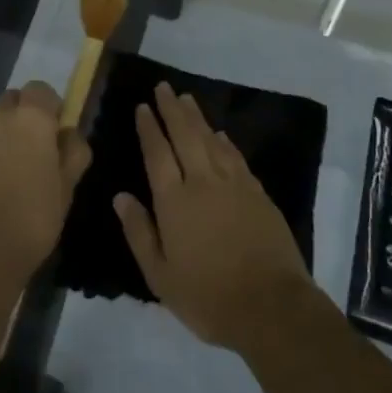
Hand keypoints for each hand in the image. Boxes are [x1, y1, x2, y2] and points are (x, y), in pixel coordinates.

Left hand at [0, 82, 91, 287]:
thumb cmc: (35, 215)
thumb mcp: (68, 185)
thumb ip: (74, 151)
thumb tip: (69, 134)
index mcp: (31, 117)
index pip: (41, 90)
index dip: (51, 106)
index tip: (59, 132)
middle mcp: (0, 117)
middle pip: (14, 100)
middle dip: (26, 114)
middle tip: (39, 147)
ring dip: (6, 132)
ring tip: (18, 168)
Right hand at [114, 83, 316, 353]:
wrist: (271, 306)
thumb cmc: (208, 297)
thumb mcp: (161, 276)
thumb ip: (139, 232)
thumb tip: (120, 196)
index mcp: (174, 201)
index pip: (157, 154)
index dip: (149, 128)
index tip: (142, 107)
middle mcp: (202, 182)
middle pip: (184, 135)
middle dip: (171, 109)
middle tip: (163, 87)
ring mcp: (233, 184)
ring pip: (211, 140)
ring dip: (197, 117)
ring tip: (186, 99)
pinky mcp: (257, 192)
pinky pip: (235, 156)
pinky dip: (224, 141)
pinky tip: (220, 134)